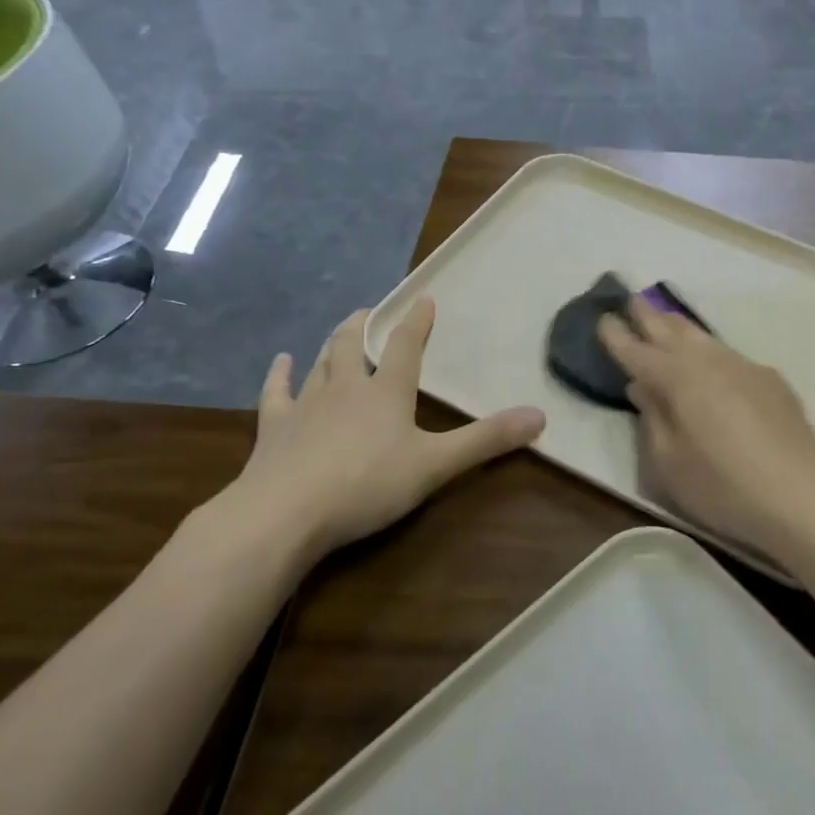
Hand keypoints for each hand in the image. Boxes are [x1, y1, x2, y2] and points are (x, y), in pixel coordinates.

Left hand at [219, 299, 544, 567]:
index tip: (423, 300)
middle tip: (370, 312)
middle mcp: (346, 387)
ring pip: (320, 364)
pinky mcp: (275, 427)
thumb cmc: (367, 484)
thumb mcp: (435, 465)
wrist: (285, 513)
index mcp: (386, 391)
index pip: (404, 347)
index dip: (416, 323)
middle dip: (364, 325)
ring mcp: (306, 404)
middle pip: (353, 345)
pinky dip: (280, 375)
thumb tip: (540, 416)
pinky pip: (277, 392)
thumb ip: (486, 440)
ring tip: (338, 333)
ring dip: (331, 346)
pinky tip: (281, 362)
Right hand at [598, 298, 814, 554]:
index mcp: (677, 379)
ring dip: (680, 327)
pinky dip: (710, 350)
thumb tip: (643, 387)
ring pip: (703, 338)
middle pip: (672, 331)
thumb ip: (652, 420)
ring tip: (667, 318)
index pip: (637, 351)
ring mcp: (744, 367)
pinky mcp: (771, 381)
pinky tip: (713, 361)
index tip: (603, 318)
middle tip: (632, 299)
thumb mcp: (669, 464)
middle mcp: (709, 362)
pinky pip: (729, 355)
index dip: (617, 336)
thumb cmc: (723, 486)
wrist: (803, 495)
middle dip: (649, 315)